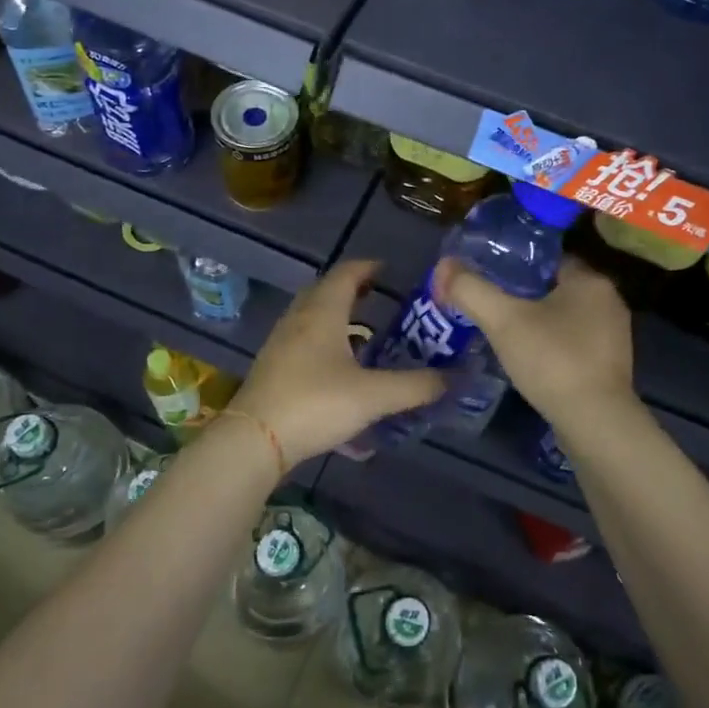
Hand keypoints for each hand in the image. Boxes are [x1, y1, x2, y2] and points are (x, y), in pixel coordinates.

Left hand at [230, 259, 442, 463]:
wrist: (255, 439)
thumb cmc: (316, 404)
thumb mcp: (373, 396)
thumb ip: (415, 386)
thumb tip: (453, 377)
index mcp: (323, 312)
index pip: (346, 273)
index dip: (368, 267)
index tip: (389, 271)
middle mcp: (299, 318)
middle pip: (325, 290)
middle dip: (352, 288)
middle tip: (379, 297)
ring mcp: (281, 342)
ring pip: (311, 315)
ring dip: (336, 314)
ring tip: (363, 330)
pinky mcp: (273, 366)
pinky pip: (302, 337)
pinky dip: (323, 337)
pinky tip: (337, 364)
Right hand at [432, 255, 634, 423]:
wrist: (594, 422)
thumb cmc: (552, 360)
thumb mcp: (503, 320)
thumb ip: (471, 290)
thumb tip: (443, 265)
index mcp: (590, 281)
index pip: (549, 259)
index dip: (517, 265)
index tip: (490, 276)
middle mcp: (609, 301)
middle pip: (556, 287)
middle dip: (525, 295)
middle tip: (491, 305)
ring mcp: (614, 335)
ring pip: (566, 316)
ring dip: (539, 321)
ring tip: (505, 331)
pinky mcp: (611, 365)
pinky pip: (575, 342)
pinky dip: (552, 345)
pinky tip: (530, 358)